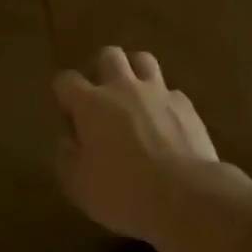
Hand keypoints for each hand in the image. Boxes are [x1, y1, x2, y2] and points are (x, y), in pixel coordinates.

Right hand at [55, 47, 218, 245]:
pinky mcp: (185, 105)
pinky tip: (166, 123)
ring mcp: (157, 92)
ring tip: (135, 96)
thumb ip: (66, 158)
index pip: (66, 80)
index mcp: (91, 104)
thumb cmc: (124, 193)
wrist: (187, 197)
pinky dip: (165, 102)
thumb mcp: (79, 186)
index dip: (64, 93)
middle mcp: (122, 88)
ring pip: (142, 60)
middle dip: (102, 68)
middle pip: (108, 55)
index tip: (69, 114)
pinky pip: (171, 92)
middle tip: (102, 95)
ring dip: (135, 72)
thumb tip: (66, 140)